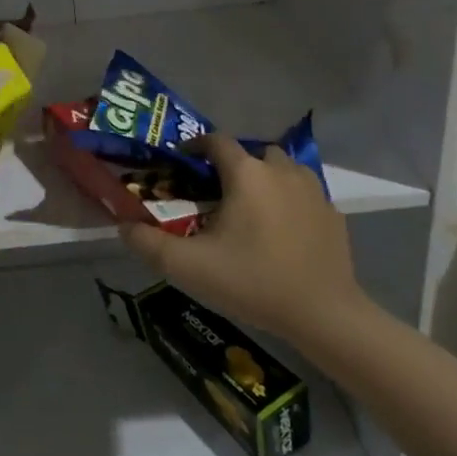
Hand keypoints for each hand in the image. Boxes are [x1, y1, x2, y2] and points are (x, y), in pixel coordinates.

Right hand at [119, 134, 366, 352]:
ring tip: (250, 209)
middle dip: (232, 166)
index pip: (216, 141)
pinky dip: (290, 202)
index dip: (195, 147)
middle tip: (216, 194)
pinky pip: (304, 194)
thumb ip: (147, 243)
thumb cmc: (252, 281)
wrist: (323, 314)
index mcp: (246, 174)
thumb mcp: (188, 267)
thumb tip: (123, 226)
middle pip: (252, 153)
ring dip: (264, 179)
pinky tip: (281, 231)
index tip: (181, 163)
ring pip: (282, 169)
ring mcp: (313, 190)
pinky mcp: (333, 214)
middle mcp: (281, 170)